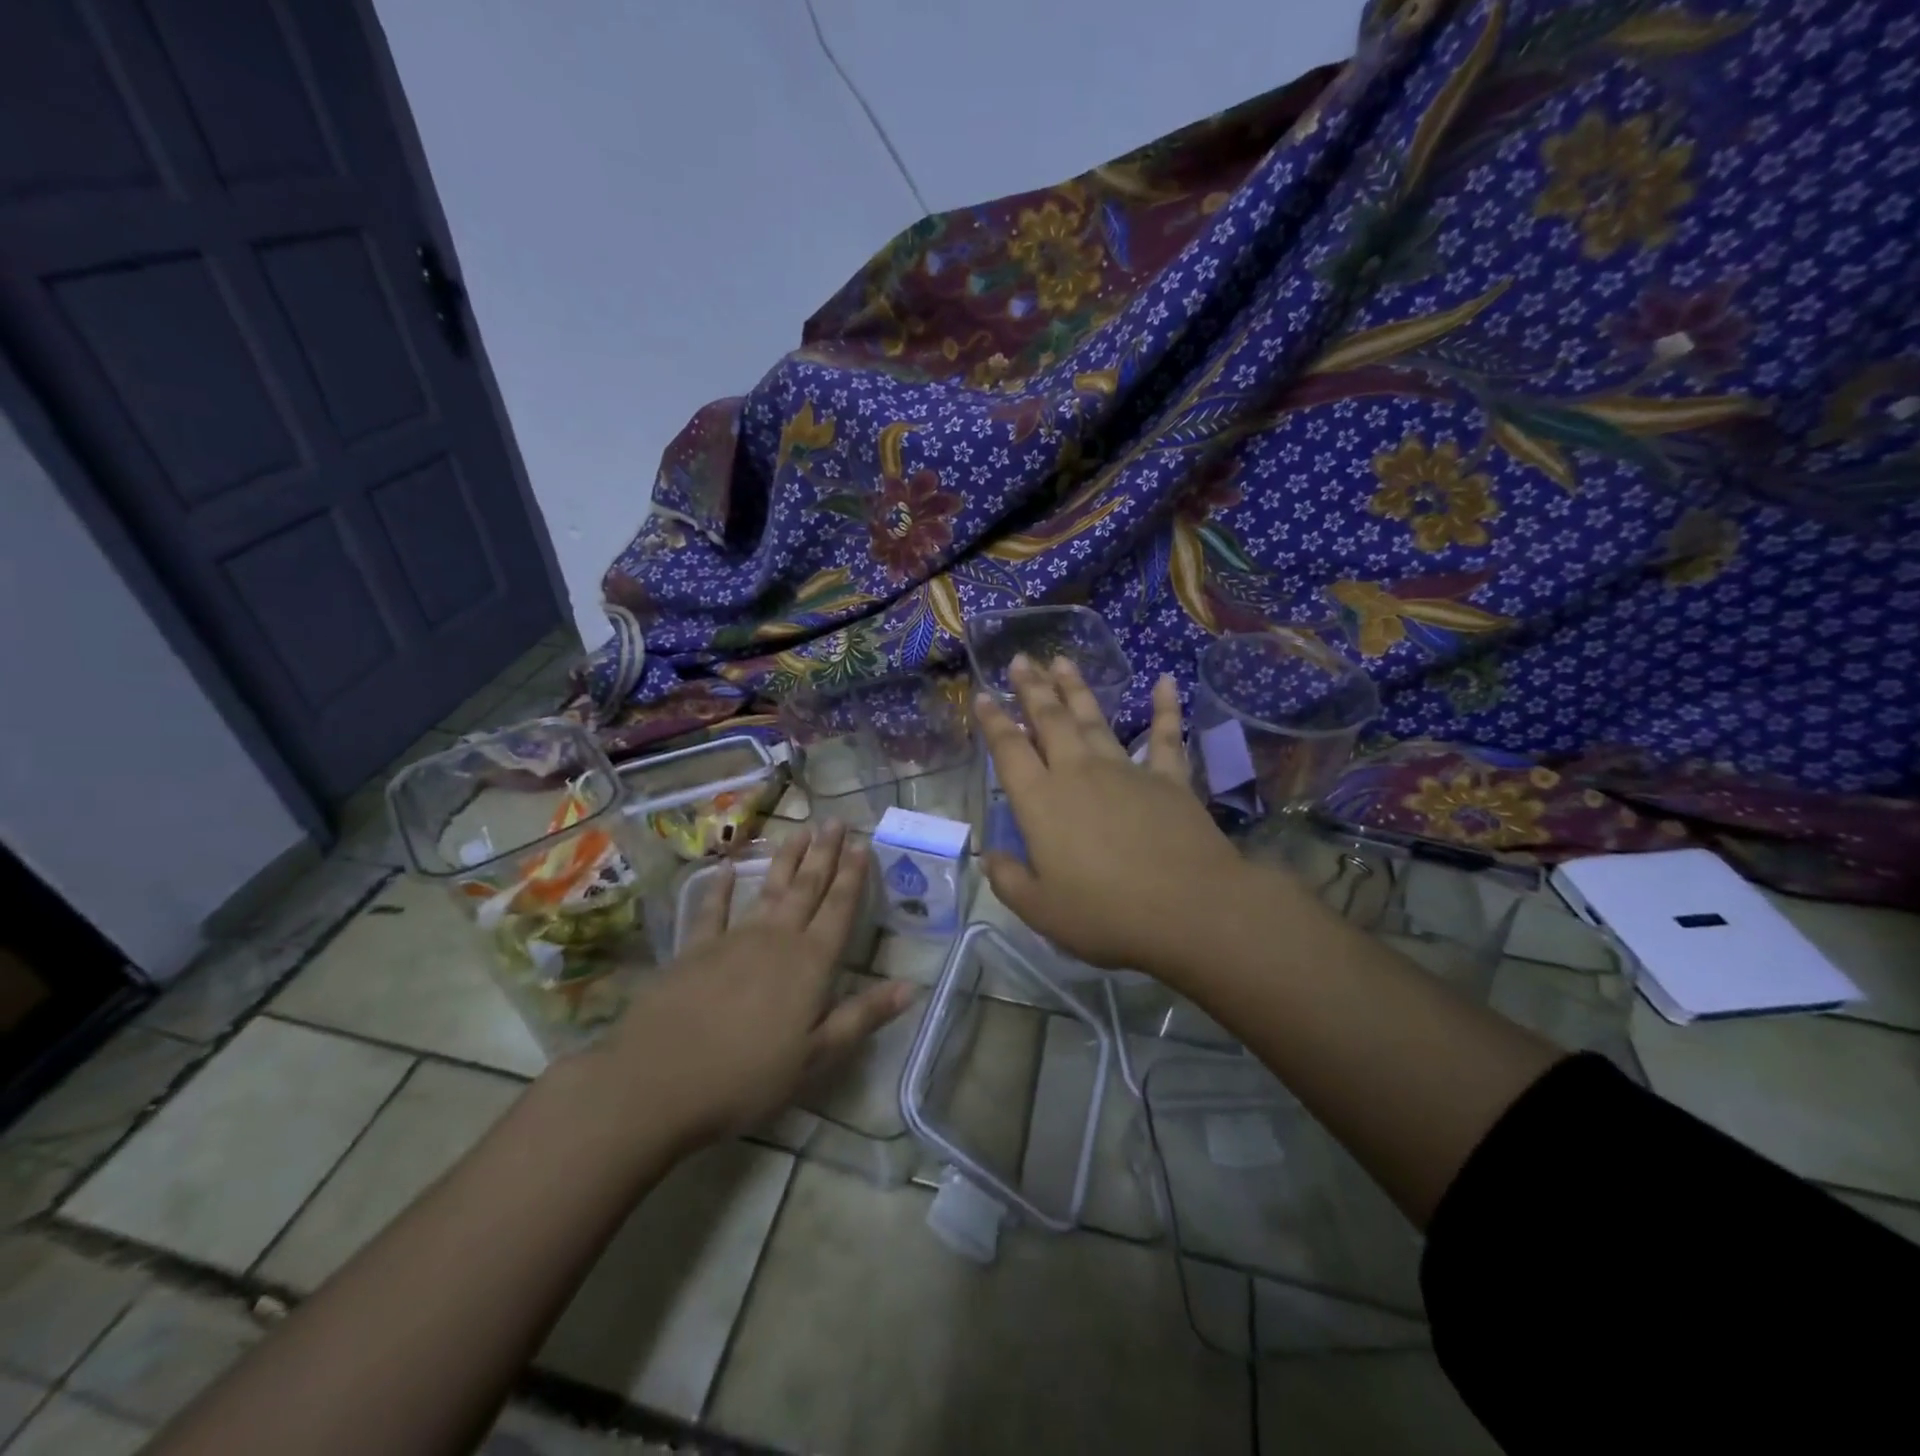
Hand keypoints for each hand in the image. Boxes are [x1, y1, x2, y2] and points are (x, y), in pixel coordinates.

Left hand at [591, 822, 911, 1144]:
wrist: (660, 1081)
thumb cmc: (748, 1076)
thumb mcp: (817, 1057)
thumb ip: (862, 1017)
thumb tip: (911, 986)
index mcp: (810, 963)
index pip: (839, 909)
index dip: (853, 876)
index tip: (862, 843)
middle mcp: (776, 939)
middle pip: (807, 888)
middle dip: (824, 854)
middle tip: (835, 821)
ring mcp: (733, 939)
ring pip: (768, 889)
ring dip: (786, 860)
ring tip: (800, 831)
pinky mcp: (694, 950)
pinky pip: (712, 910)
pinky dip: (719, 888)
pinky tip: (723, 869)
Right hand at [978, 655, 1253, 979]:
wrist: (1189, 909)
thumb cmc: (1107, 913)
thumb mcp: (1041, 910)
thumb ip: (1008, 879)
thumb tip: (990, 855)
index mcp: (1041, 801)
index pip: (1009, 750)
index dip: (993, 721)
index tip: (983, 695)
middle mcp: (1078, 773)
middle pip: (1049, 720)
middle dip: (1032, 688)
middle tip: (1021, 659)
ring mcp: (1125, 771)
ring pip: (1094, 719)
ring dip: (1076, 688)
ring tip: (1062, 661)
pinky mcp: (1168, 779)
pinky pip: (1166, 736)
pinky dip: (1166, 708)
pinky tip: (1166, 681)